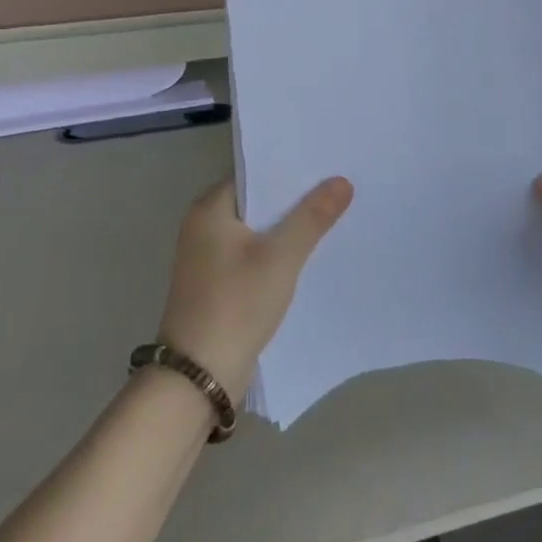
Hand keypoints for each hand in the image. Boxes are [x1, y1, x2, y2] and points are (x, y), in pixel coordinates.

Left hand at [157, 176, 353, 402]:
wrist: (199, 376)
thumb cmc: (236, 304)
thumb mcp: (281, 256)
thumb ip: (312, 217)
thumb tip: (341, 181)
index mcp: (209, 208)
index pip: (254, 174)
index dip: (290, 169)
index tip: (327, 164)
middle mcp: (203, 227)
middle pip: (257, 202)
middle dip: (294, 199)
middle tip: (339, 187)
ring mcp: (208, 259)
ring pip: (257, 231)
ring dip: (287, 228)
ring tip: (333, 216)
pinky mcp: (217, 285)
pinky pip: (253, 256)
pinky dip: (277, 254)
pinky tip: (309, 255)